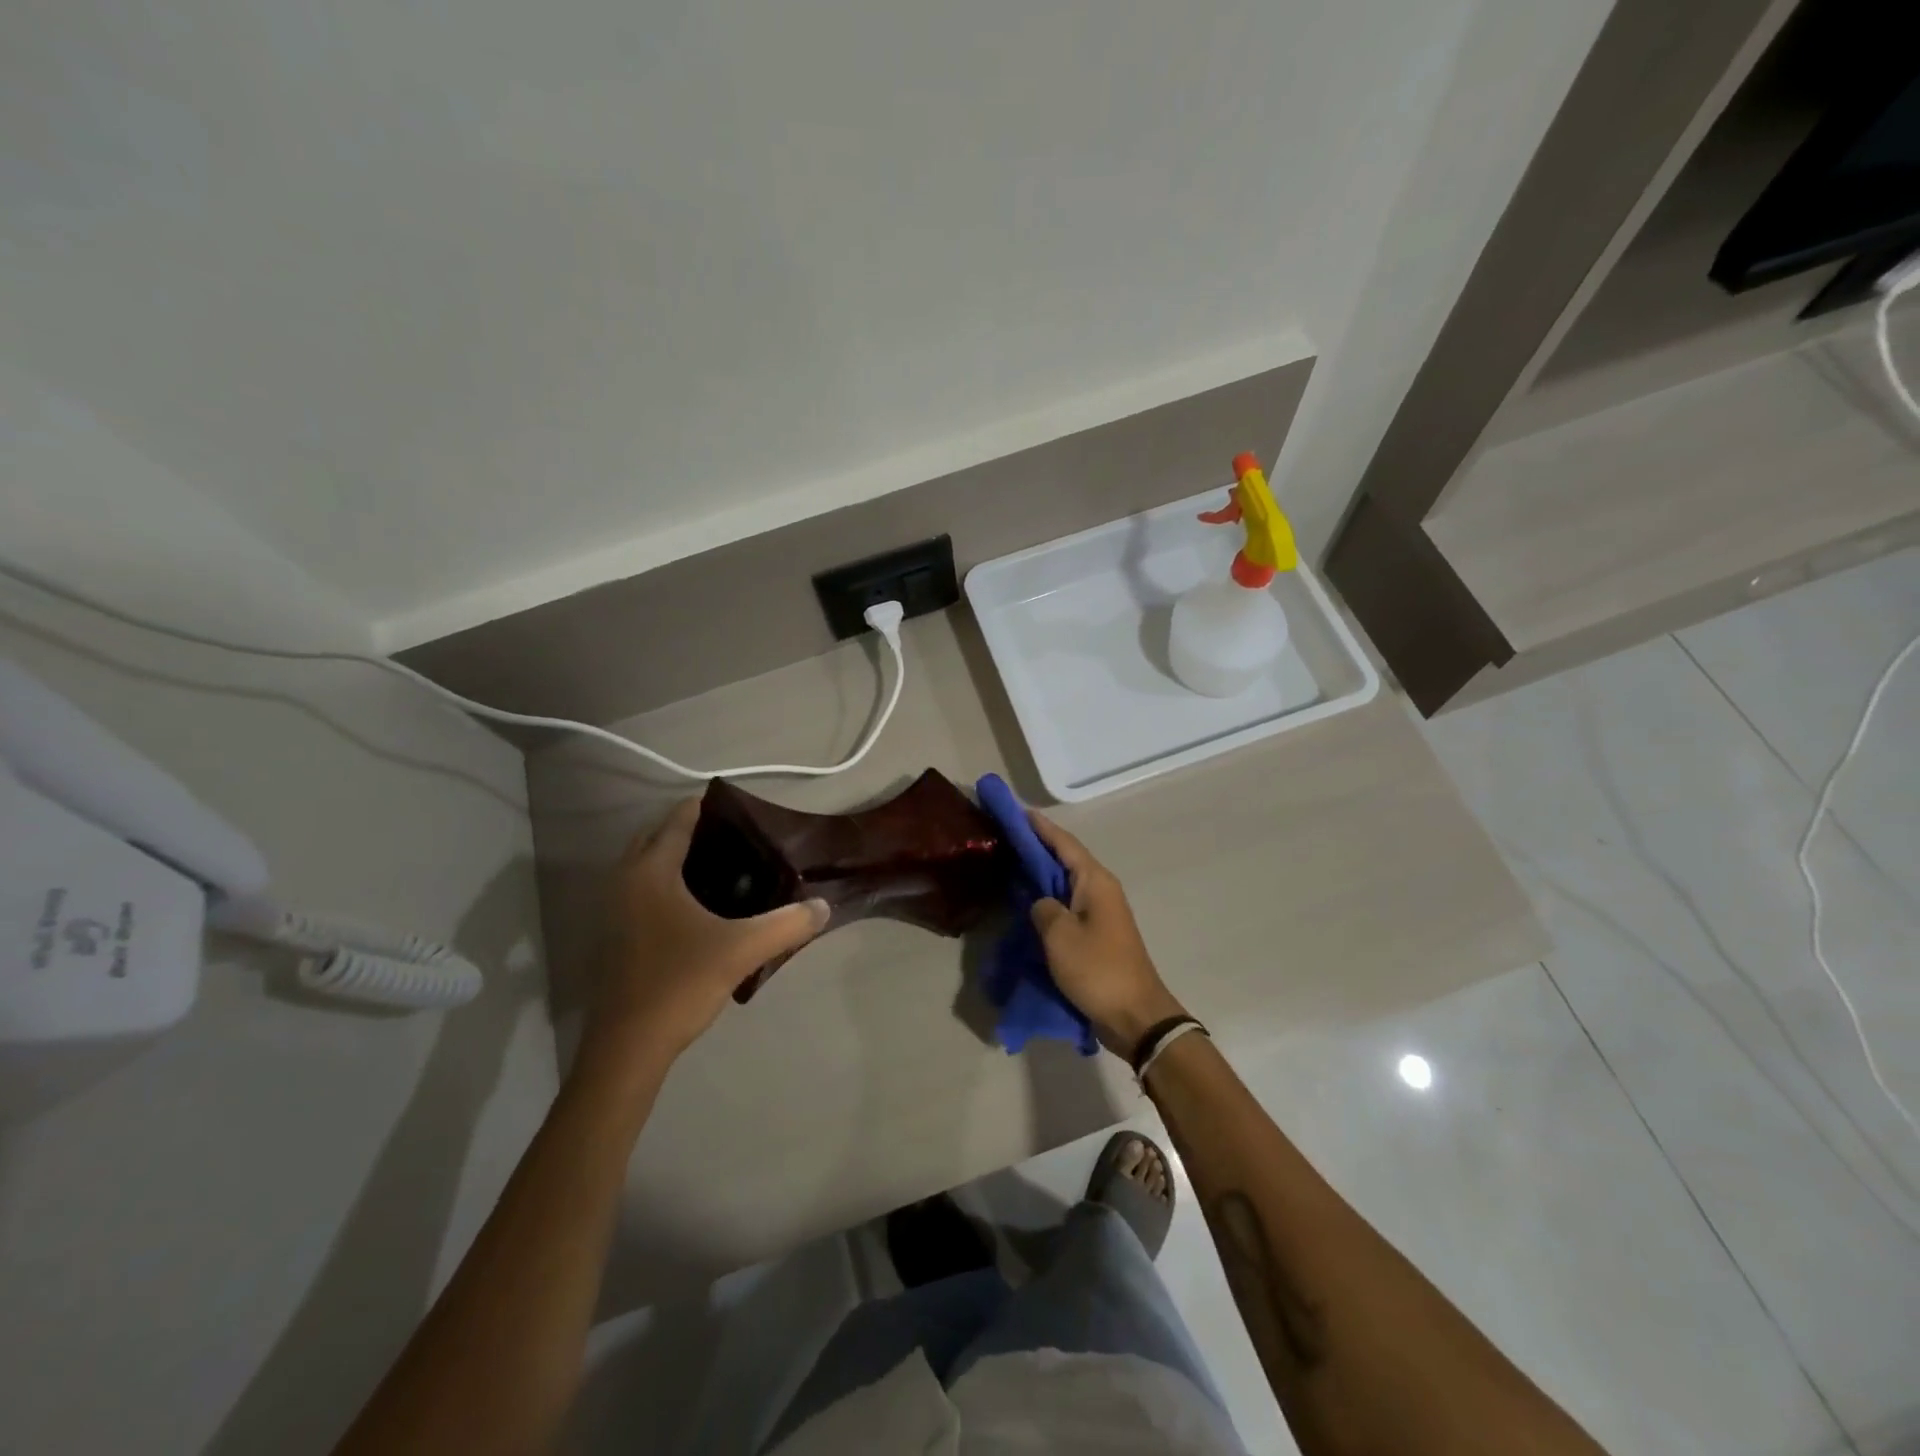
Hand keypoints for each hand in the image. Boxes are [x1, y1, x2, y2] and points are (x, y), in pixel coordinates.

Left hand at [583, 800, 829, 1067]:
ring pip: (644, 864)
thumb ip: (787, 923)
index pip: (678, 819)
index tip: (742, 808)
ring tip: (723, 866)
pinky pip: (640, 889)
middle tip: (736, 838)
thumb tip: (824, 905)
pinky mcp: (614, 935)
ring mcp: (613, 909)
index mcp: (651, 872)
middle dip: (690, 829)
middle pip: (655, 836)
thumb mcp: (742, 950)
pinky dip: (664, 882)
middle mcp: (625, 880)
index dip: (707, 806)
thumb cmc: (679, 984)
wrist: (627, 1047)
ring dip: (674, 856)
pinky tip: (698, 905)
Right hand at [1027, 812, 1185, 1055]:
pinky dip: (1048, 898)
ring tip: (1012, 863)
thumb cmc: (1098, 969)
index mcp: (1095, 881)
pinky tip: (1029, 902)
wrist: (1136, 1016)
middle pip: (1065, 859)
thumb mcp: (1059, 935)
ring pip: (1066, 883)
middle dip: (1038, 846)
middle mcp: (1101, 889)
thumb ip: (1043, 908)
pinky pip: (1068, 905)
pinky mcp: (1098, 934)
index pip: (1063, 843)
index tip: (1016, 811)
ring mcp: (1101, 912)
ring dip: (1042, 873)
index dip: (1039, 826)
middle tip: (1007, 836)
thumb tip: (1041, 903)